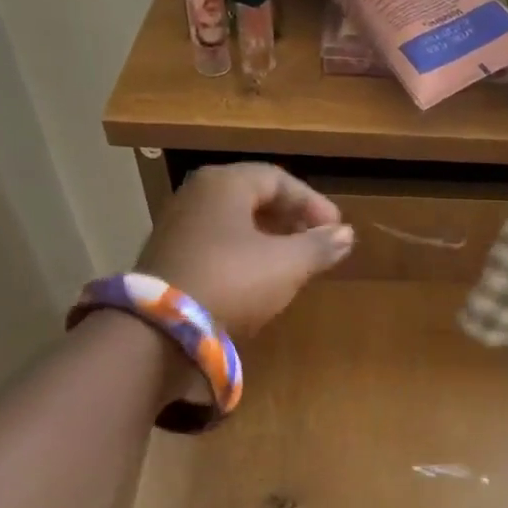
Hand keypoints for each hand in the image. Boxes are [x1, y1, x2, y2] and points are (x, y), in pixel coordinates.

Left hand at [136, 163, 354, 339]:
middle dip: (290, 218)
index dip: (312, 203)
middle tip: (315, 242)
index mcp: (224, 184)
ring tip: (292, 261)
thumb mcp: (286, 265)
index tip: (336, 229)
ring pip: (233, 222)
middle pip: (253, 197)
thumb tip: (346, 235)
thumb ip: (318, 246)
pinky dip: (243, 253)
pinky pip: (216, 243)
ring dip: (267, 237)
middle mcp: (196, 195)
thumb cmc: (232, 281)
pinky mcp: (168, 257)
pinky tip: (257, 278)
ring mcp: (177, 226)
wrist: (162, 329)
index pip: (278, 179)